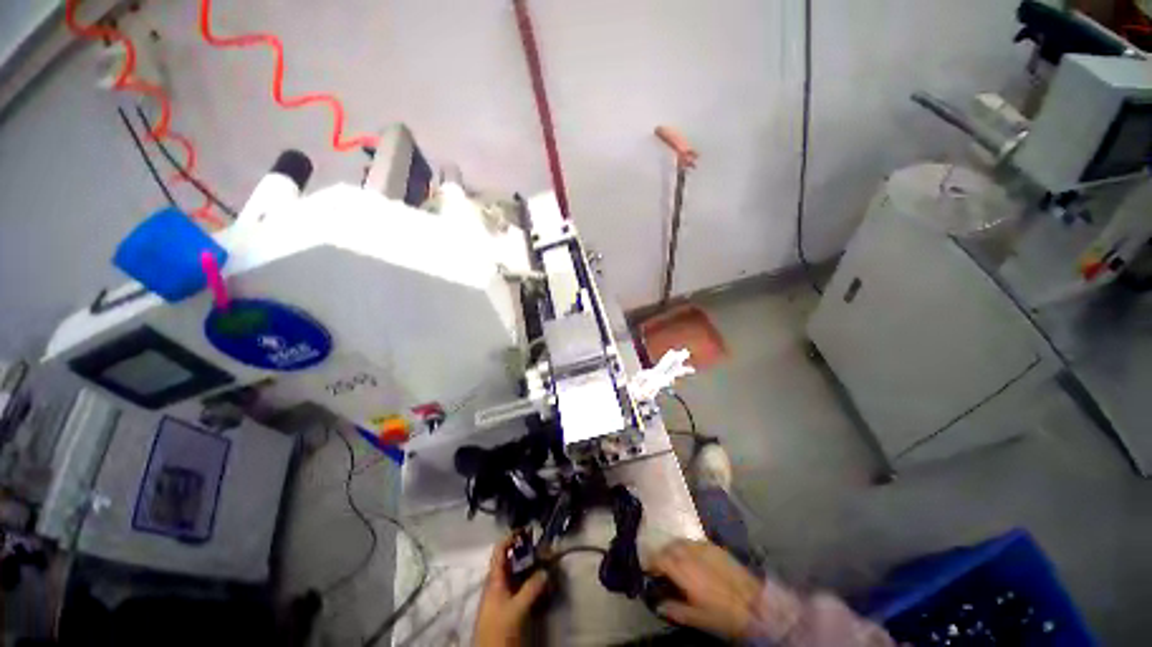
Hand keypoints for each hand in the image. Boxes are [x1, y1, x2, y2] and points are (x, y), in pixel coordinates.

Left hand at [473, 534, 547, 646]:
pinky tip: (543, 584)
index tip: (527, 528)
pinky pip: (521, 588)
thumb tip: (546, 571)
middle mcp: (498, 584)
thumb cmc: (499, 628)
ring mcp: (503, 596)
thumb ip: (531, 588)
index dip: (511, 537)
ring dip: (531, 567)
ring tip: (547, 562)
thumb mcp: (516, 608)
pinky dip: (532, 583)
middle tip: (543, 546)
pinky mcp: (509, 608)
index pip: (500, 550)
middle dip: (526, 552)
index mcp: (494, 579)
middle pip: (511, 561)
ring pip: (518, 574)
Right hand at [647, 539, 762, 639]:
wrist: (753, 603)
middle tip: (659, 568)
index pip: (658, 558)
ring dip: (673, 549)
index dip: (649, 563)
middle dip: (661, 555)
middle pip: (667, 547)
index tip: (646, 570)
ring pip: (680, 542)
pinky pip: (693, 542)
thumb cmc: (722, 613)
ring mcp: (702, 546)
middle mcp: (689, 552)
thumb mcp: (697, 618)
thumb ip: (674, 609)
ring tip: (674, 562)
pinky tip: (692, 559)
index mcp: (681, 569)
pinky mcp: (714, 546)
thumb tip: (657, 605)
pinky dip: (687, 548)